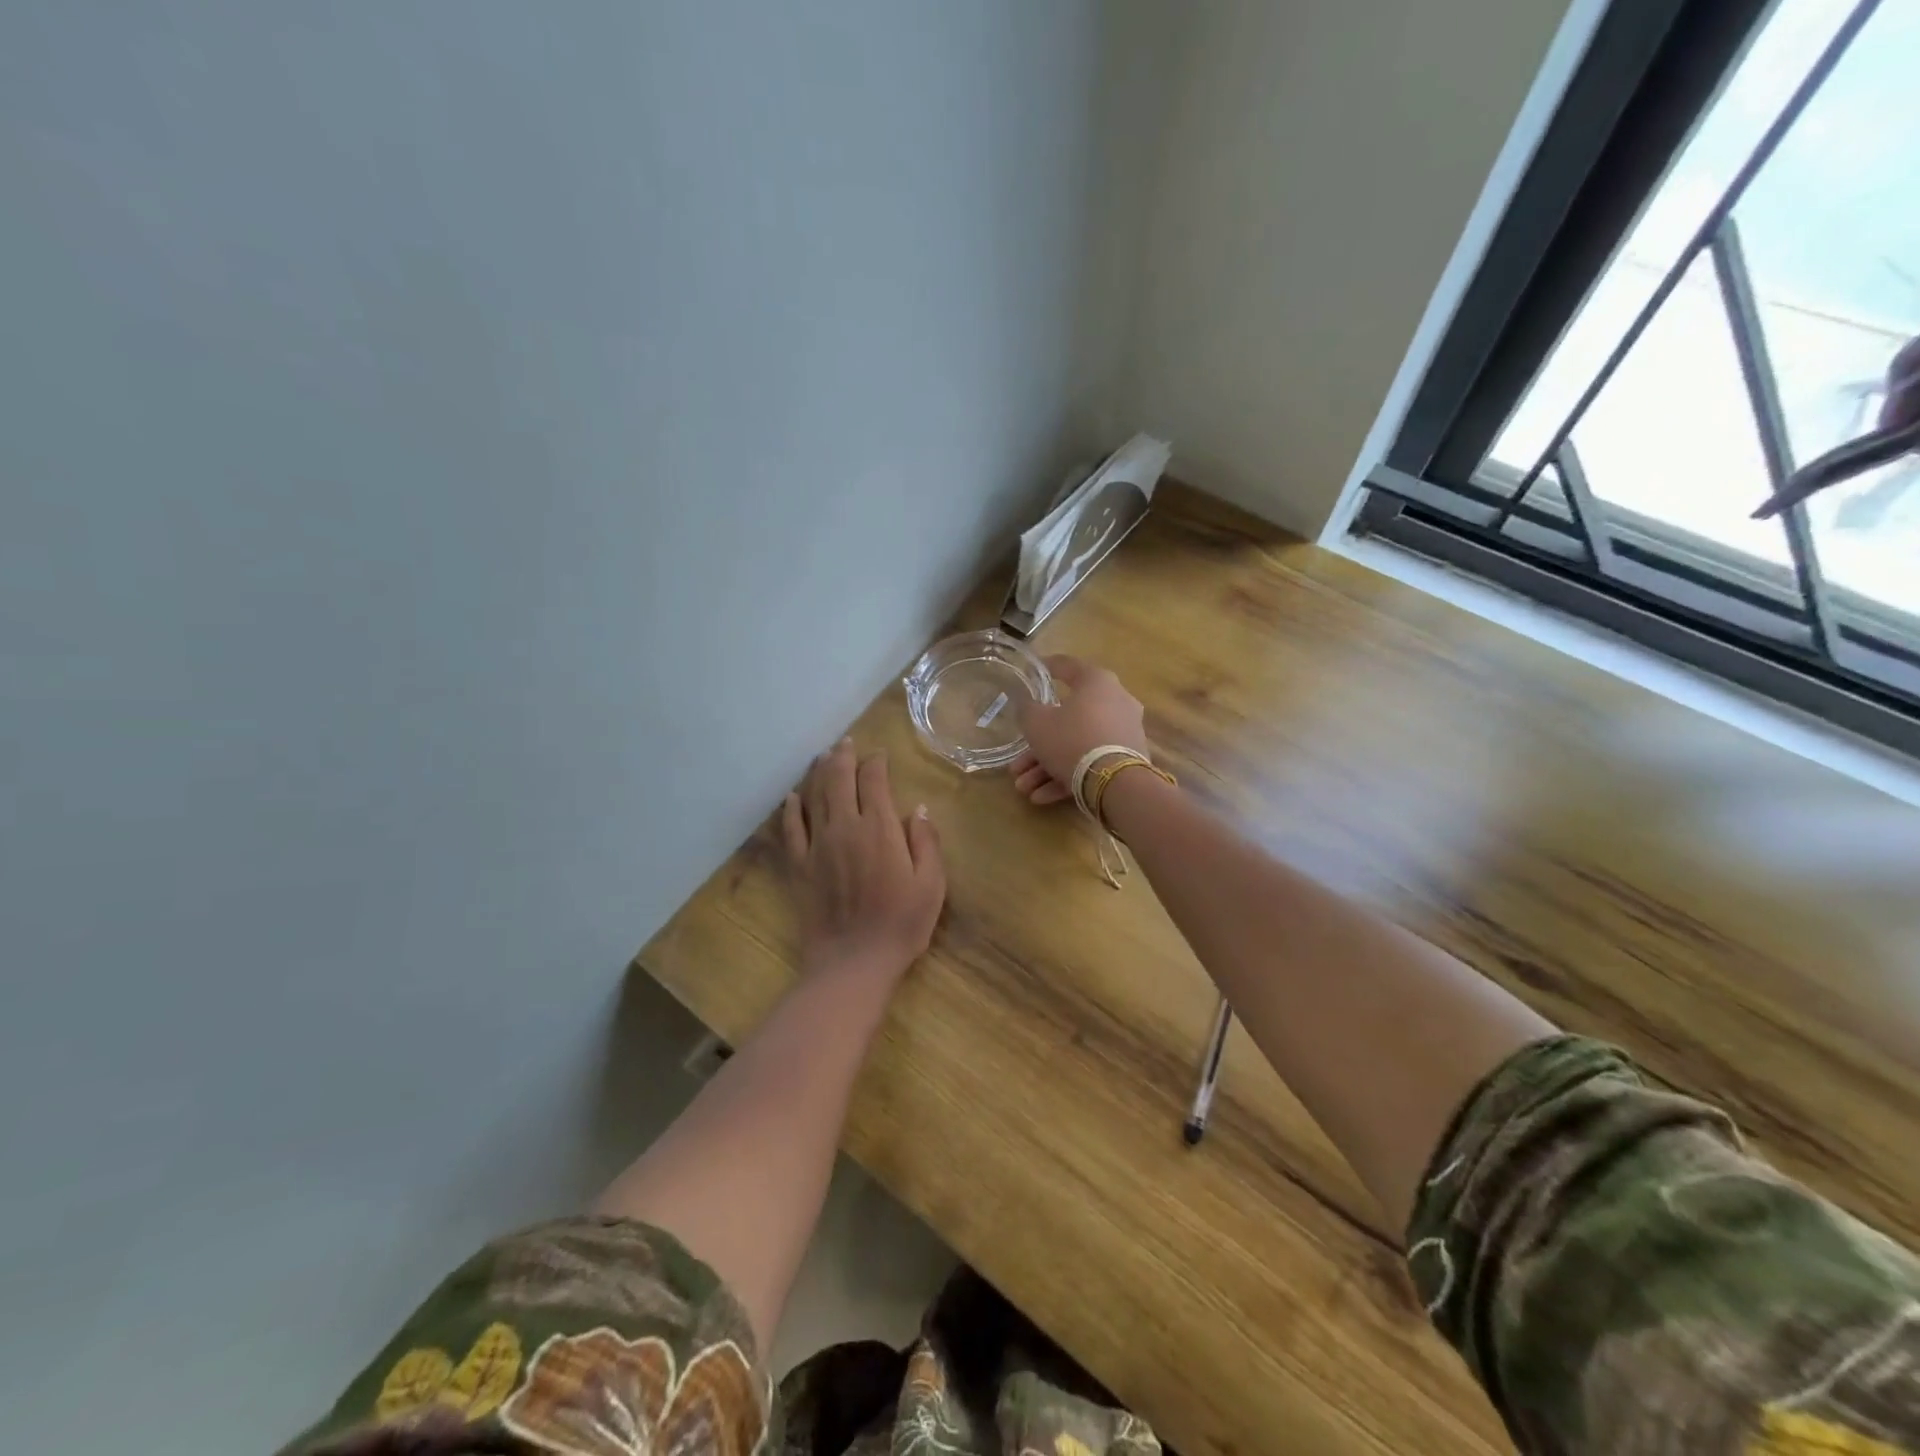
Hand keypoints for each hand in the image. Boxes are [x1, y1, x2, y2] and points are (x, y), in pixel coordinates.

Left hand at [783, 738, 945, 977]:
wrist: (854, 961)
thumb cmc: (901, 924)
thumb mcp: (931, 884)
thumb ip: (926, 842)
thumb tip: (918, 808)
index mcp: (880, 828)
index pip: (874, 781)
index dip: (876, 763)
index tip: (880, 756)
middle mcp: (845, 827)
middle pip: (839, 779)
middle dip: (844, 756)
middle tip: (847, 743)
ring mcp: (818, 845)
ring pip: (815, 796)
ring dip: (819, 772)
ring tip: (824, 756)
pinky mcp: (799, 865)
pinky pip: (791, 828)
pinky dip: (791, 808)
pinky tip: (793, 797)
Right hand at [1010, 656, 1149, 806]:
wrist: (1115, 783)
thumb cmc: (1071, 739)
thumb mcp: (1036, 723)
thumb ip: (1028, 709)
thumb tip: (1029, 706)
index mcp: (1097, 682)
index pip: (1068, 666)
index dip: (1048, 667)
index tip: (1035, 670)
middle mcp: (1116, 703)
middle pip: (1067, 720)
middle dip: (1038, 746)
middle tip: (1017, 763)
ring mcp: (1123, 733)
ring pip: (1077, 746)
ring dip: (1046, 768)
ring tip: (1024, 788)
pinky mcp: (1127, 761)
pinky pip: (1091, 764)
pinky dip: (1066, 777)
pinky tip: (1041, 797)